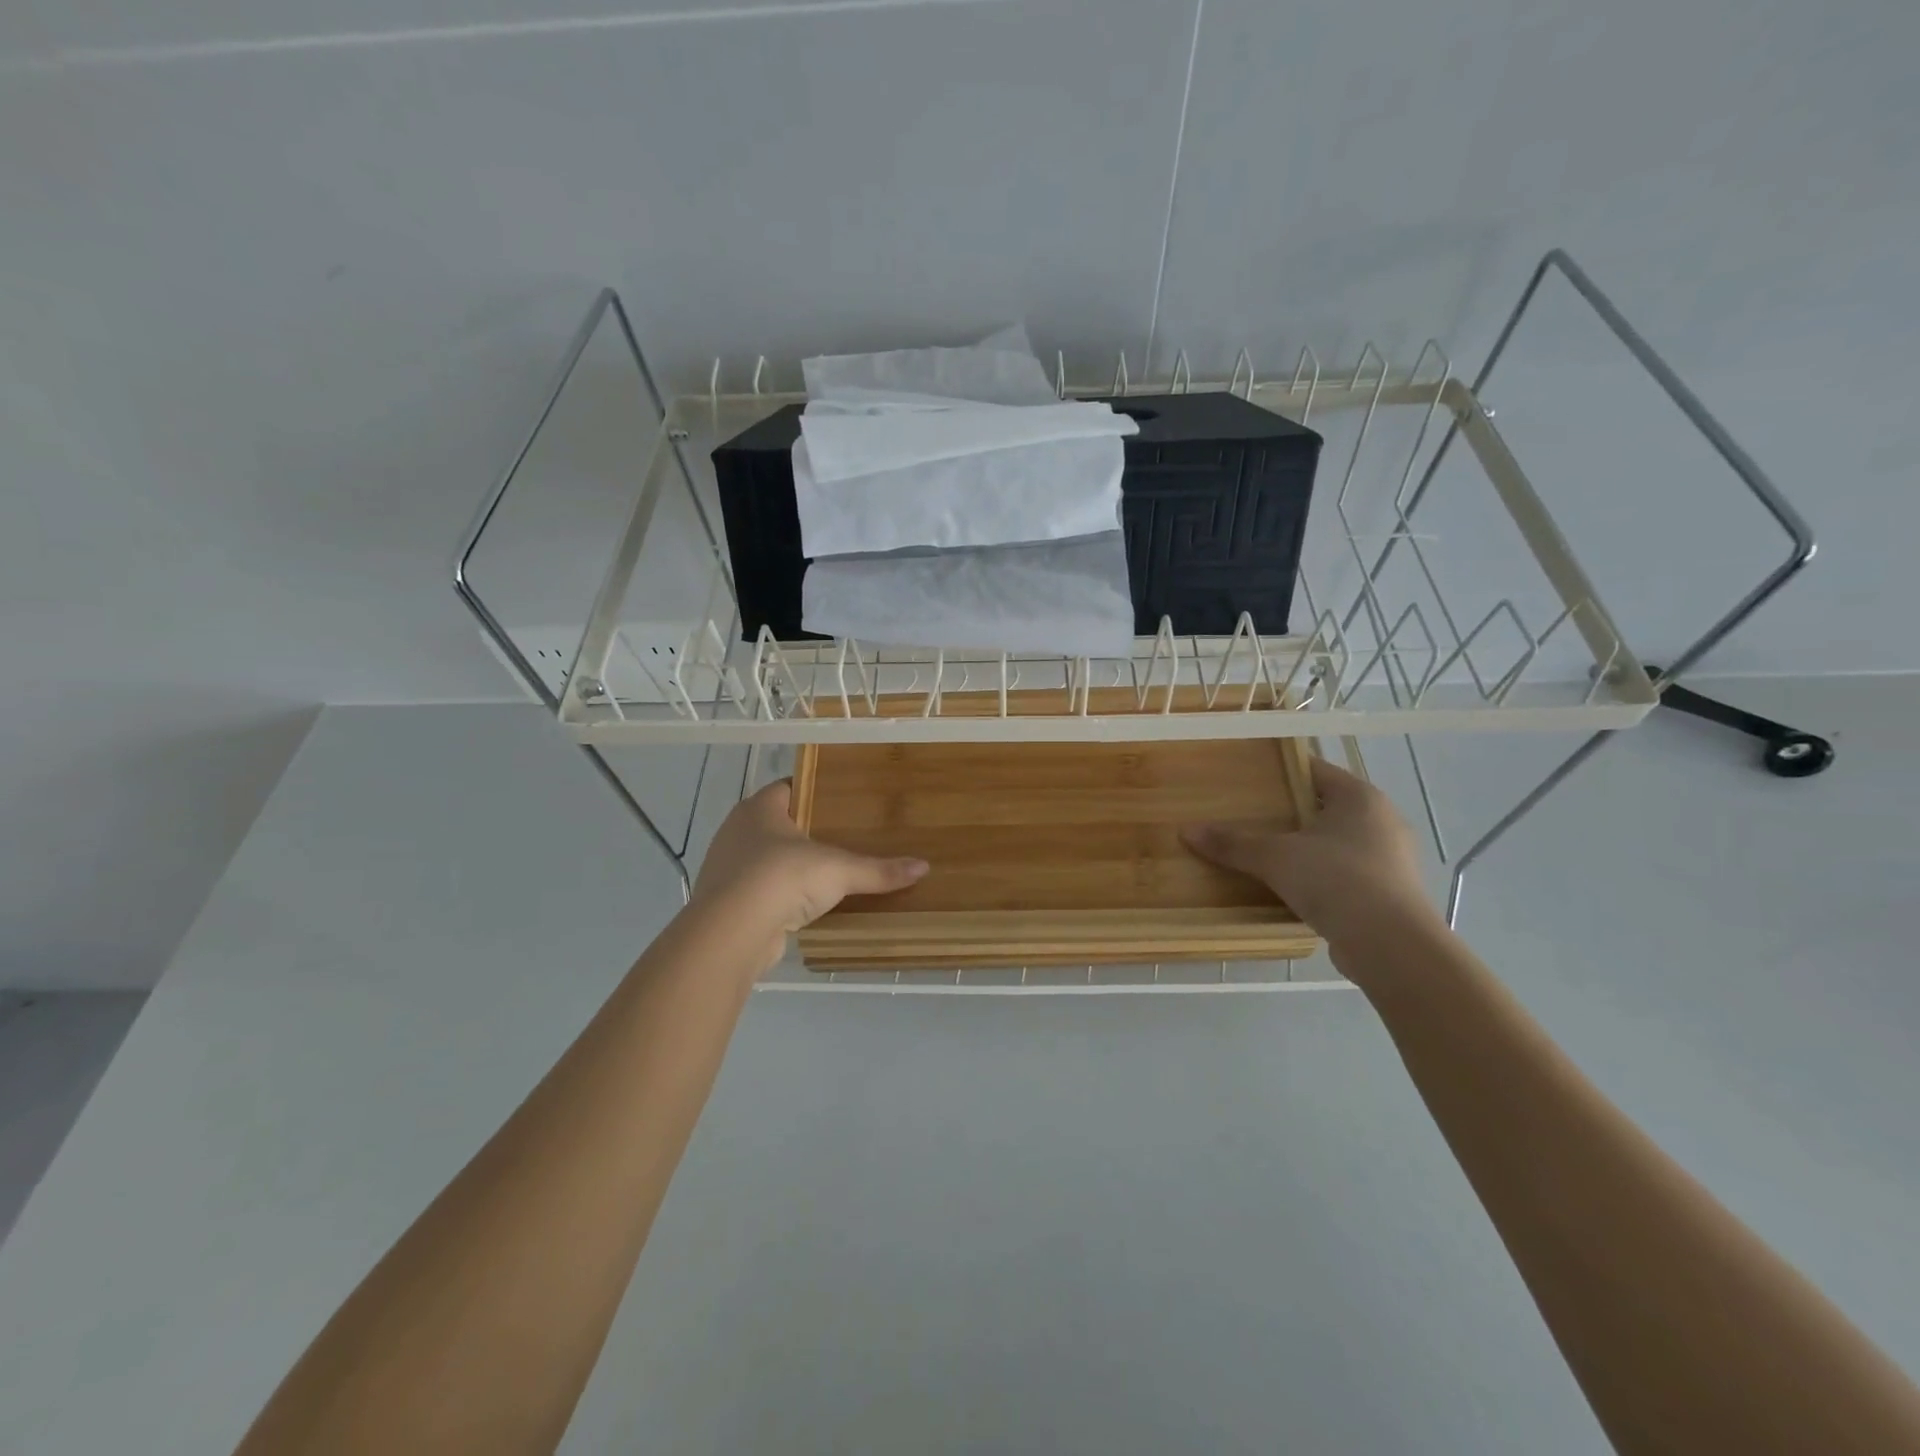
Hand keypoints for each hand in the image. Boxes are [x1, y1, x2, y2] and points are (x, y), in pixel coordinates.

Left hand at [689, 780, 928, 960]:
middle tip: (843, 835)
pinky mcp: (725, 901)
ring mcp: (726, 866)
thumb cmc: (781, 879)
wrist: (731, 933)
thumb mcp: (839, 870)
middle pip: (777, 823)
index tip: (842, 801)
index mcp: (759, 808)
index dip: (814, 791)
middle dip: (806, 830)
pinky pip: (759, 889)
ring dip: (790, 865)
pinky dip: (779, 894)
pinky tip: (803, 904)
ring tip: (827, 871)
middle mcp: (737, 830)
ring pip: (765, 857)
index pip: (789, 787)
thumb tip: (923, 867)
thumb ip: (878, 870)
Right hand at [1181, 757, 1439, 949]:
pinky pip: (1345, 874)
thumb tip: (1186, 831)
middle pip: (1325, 807)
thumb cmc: (1336, 880)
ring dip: (1305, 849)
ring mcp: (1390, 860)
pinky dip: (1320, 878)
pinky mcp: (1389, 894)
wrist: (1391, 946)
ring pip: (1336, 843)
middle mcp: (1382, 821)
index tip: (1247, 780)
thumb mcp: (1275, 857)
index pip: (1315, 771)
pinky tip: (1292, 890)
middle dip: (1289, 814)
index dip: (1280, 773)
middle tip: (1249, 818)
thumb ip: (1232, 843)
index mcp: (1360, 797)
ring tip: (1265, 855)